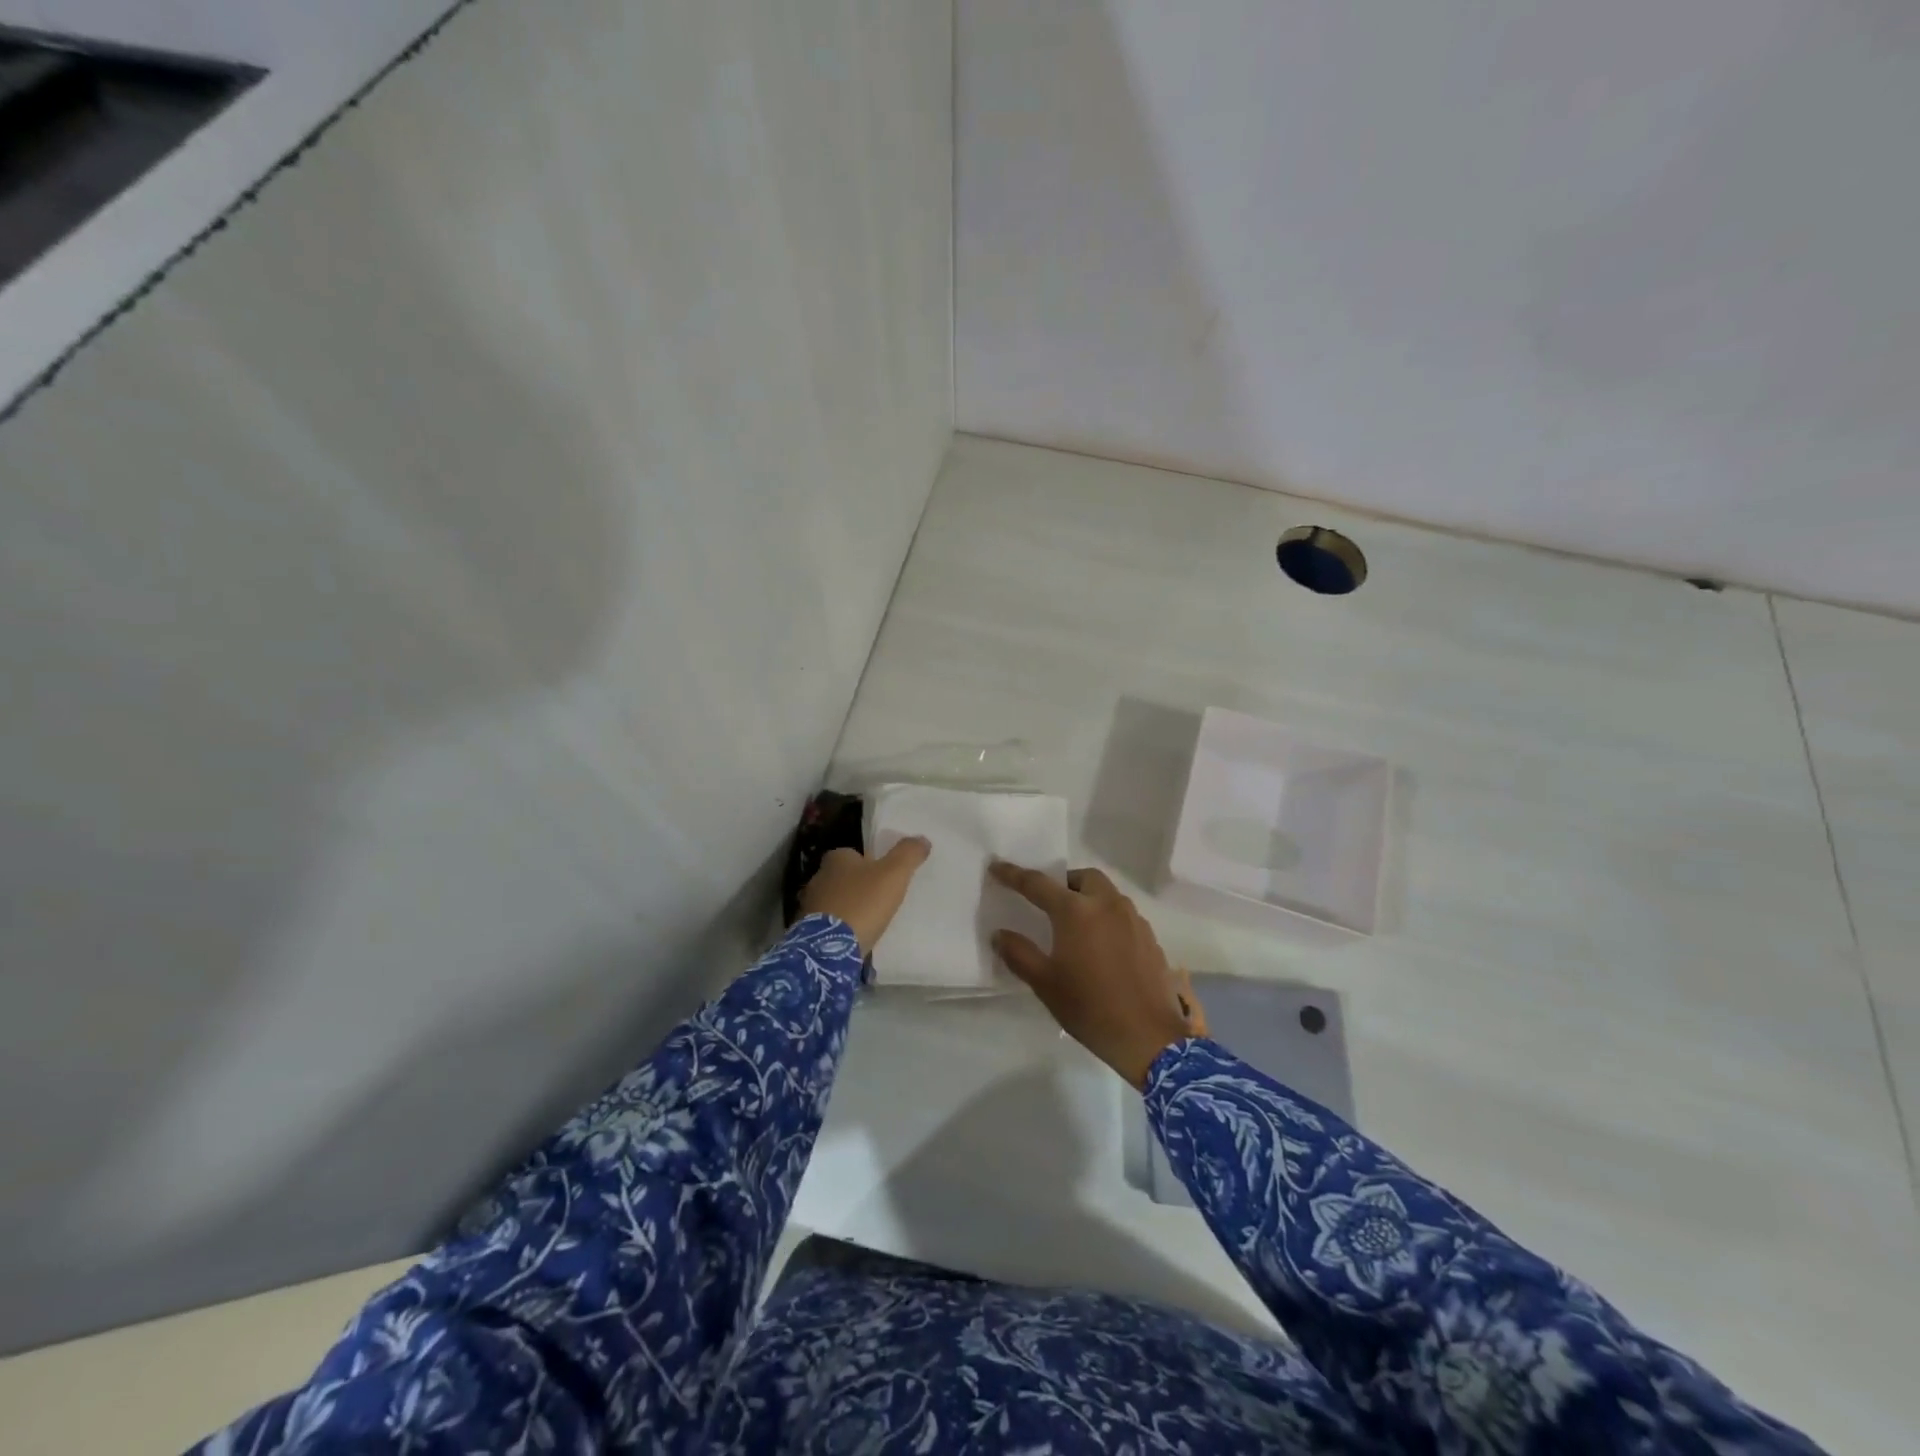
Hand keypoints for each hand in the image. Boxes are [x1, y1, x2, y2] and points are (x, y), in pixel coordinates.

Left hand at [800, 838, 930, 953]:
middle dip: (857, 885)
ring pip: (834, 900)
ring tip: (868, 920)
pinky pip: (828, 923)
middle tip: (879, 899)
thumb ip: (908, 854)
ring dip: (847, 907)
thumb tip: (922, 839)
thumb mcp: (893, 874)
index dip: (869, 863)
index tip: (884, 877)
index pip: (852, 854)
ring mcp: (810, 905)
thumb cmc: (863, 903)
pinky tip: (853, 936)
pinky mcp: (807, 930)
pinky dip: (839, 926)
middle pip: (842, 877)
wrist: (830, 948)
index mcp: (836, 859)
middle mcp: (818, 877)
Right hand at [989, 862, 1199, 1089]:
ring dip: (1089, 899)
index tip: (997, 867)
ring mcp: (1133, 919)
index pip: (1037, 884)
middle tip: (1050, 903)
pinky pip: (1124, 915)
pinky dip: (1108, 918)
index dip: (1014, 874)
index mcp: (1076, 911)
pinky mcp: (1150, 937)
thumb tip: (999, 934)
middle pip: (1083, 878)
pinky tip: (1103, 946)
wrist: (1148, 1036)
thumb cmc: (1089, 1007)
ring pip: (1108, 894)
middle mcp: (1107, 904)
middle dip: (1064, 882)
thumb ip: (1019, 953)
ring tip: (1077, 926)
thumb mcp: (1044, 983)